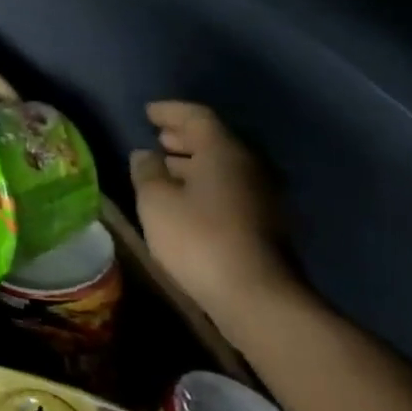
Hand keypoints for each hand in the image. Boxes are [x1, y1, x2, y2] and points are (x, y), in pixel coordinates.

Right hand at [129, 102, 299, 329]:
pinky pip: (231, 189)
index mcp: (224, 151)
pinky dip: (207, 185)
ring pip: (224, 167)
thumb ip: (147, 172)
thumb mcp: (156, 201)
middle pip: (215, 141)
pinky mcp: (266, 224)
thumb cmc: (200, 239)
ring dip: (195, 164)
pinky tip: (187, 200)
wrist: (259, 299)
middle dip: (184, 138)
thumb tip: (145, 155)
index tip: (148, 112)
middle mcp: (250, 166)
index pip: (197, 117)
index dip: (170, 111)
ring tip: (166, 169)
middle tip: (158, 138)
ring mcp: (263, 196)